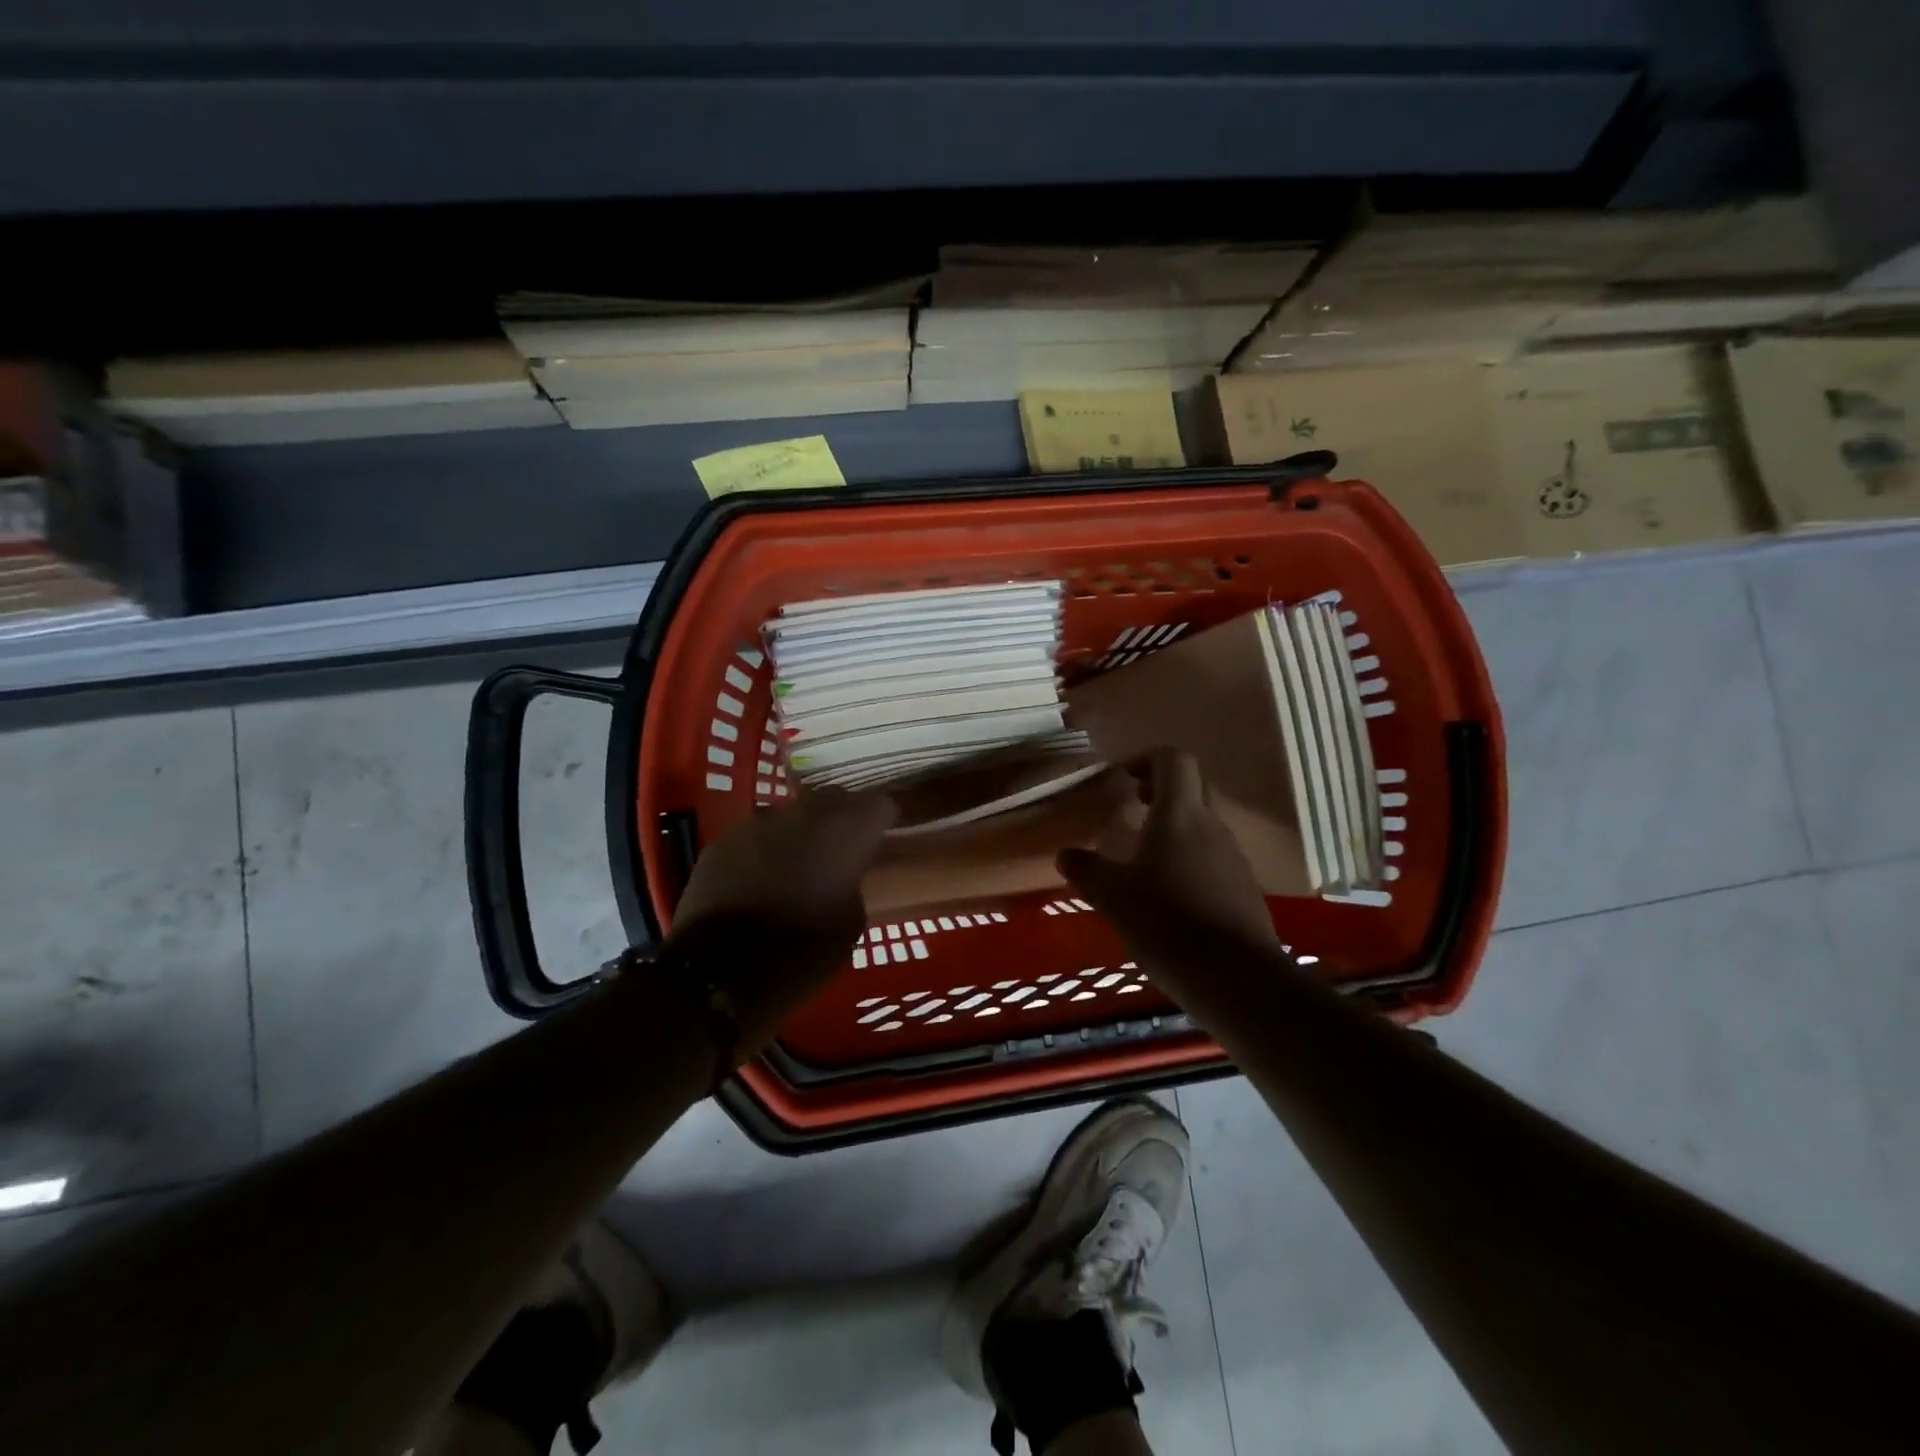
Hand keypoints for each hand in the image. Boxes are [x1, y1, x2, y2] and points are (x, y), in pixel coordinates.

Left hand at [667, 788, 897, 1045]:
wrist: (720, 974)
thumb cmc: (802, 954)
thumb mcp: (851, 923)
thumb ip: (853, 882)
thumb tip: (843, 873)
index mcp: (845, 831)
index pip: (881, 803)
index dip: (885, 818)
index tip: (884, 836)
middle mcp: (803, 814)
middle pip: (835, 799)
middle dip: (844, 819)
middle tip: (844, 849)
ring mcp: (758, 823)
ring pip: (792, 815)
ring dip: (802, 833)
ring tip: (800, 865)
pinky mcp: (723, 841)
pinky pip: (756, 836)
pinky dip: (765, 850)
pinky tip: (761, 879)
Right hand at [1057, 749, 1281, 973]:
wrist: (1237, 979)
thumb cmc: (1167, 923)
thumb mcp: (1113, 897)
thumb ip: (1086, 870)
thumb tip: (1065, 854)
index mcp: (1179, 815)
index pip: (1173, 759)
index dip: (1146, 759)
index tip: (1122, 779)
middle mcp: (1211, 825)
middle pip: (1191, 787)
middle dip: (1160, 791)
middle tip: (1131, 810)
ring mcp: (1233, 856)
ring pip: (1202, 824)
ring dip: (1175, 828)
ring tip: (1145, 858)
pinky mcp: (1244, 887)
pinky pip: (1213, 857)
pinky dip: (1190, 860)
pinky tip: (1170, 896)